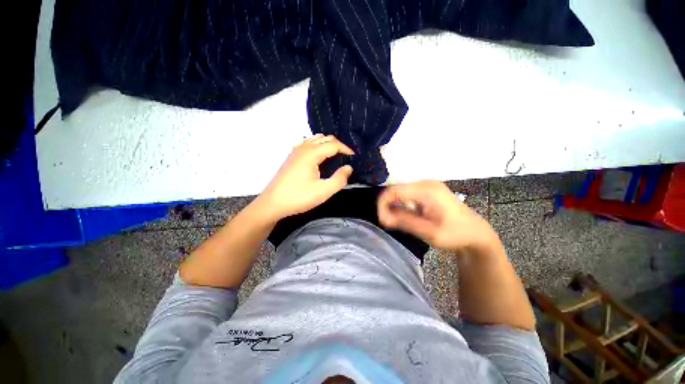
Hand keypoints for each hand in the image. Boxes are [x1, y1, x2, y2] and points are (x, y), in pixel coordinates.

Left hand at [256, 134, 353, 221]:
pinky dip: (316, 145)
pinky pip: (306, 143)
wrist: (273, 204)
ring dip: (327, 144)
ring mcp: (295, 151)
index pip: (333, 144)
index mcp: (311, 153)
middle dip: (338, 145)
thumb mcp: (323, 191)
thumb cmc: (299, 197)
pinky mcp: (291, 157)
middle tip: (346, 157)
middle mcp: (303, 148)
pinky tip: (317, 154)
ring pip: (315, 139)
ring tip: (335, 155)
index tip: (354, 157)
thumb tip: (348, 168)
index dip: (346, 149)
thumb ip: (339, 179)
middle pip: (325, 138)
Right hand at [377, 180, 499, 251]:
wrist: (476, 233)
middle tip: (389, 223)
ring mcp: (427, 185)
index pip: (394, 191)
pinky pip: (408, 194)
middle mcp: (425, 183)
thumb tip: (383, 217)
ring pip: (400, 192)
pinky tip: (409, 216)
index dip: (383, 204)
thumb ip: (405, 222)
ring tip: (400, 221)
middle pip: (396, 190)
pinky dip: (403, 205)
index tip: (383, 221)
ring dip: (395, 206)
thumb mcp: (429, 232)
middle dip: (388, 206)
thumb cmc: (455, 234)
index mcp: (427, 190)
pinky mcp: (428, 190)